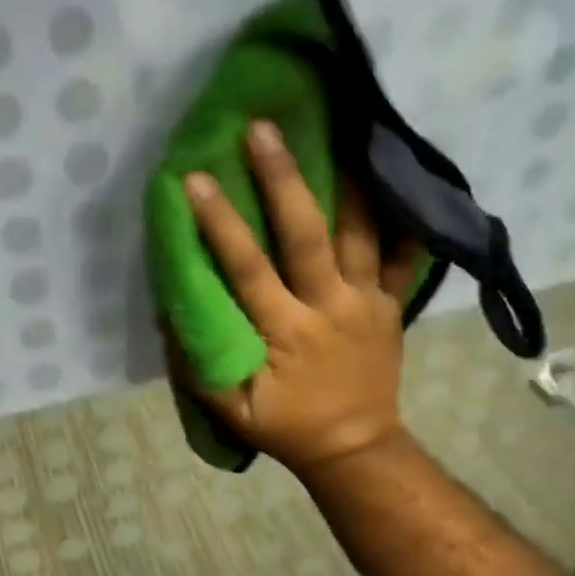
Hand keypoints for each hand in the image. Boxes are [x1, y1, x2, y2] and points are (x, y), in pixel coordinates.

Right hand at [180, 120, 420, 482]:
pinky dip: (405, 217)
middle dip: (282, 179)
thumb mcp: (230, 410)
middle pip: (306, 235)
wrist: (355, 447)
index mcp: (285, 332)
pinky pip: (404, 256)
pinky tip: (398, 176)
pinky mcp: (391, 304)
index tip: (196, 179)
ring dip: (347, 182)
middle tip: (263, 128)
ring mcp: (367, 301)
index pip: (248, 268)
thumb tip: (169, 309)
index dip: (221, 224)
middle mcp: (329, 306)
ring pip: (361, 233)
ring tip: (339, 130)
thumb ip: (199, 363)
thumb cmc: (286, 426)